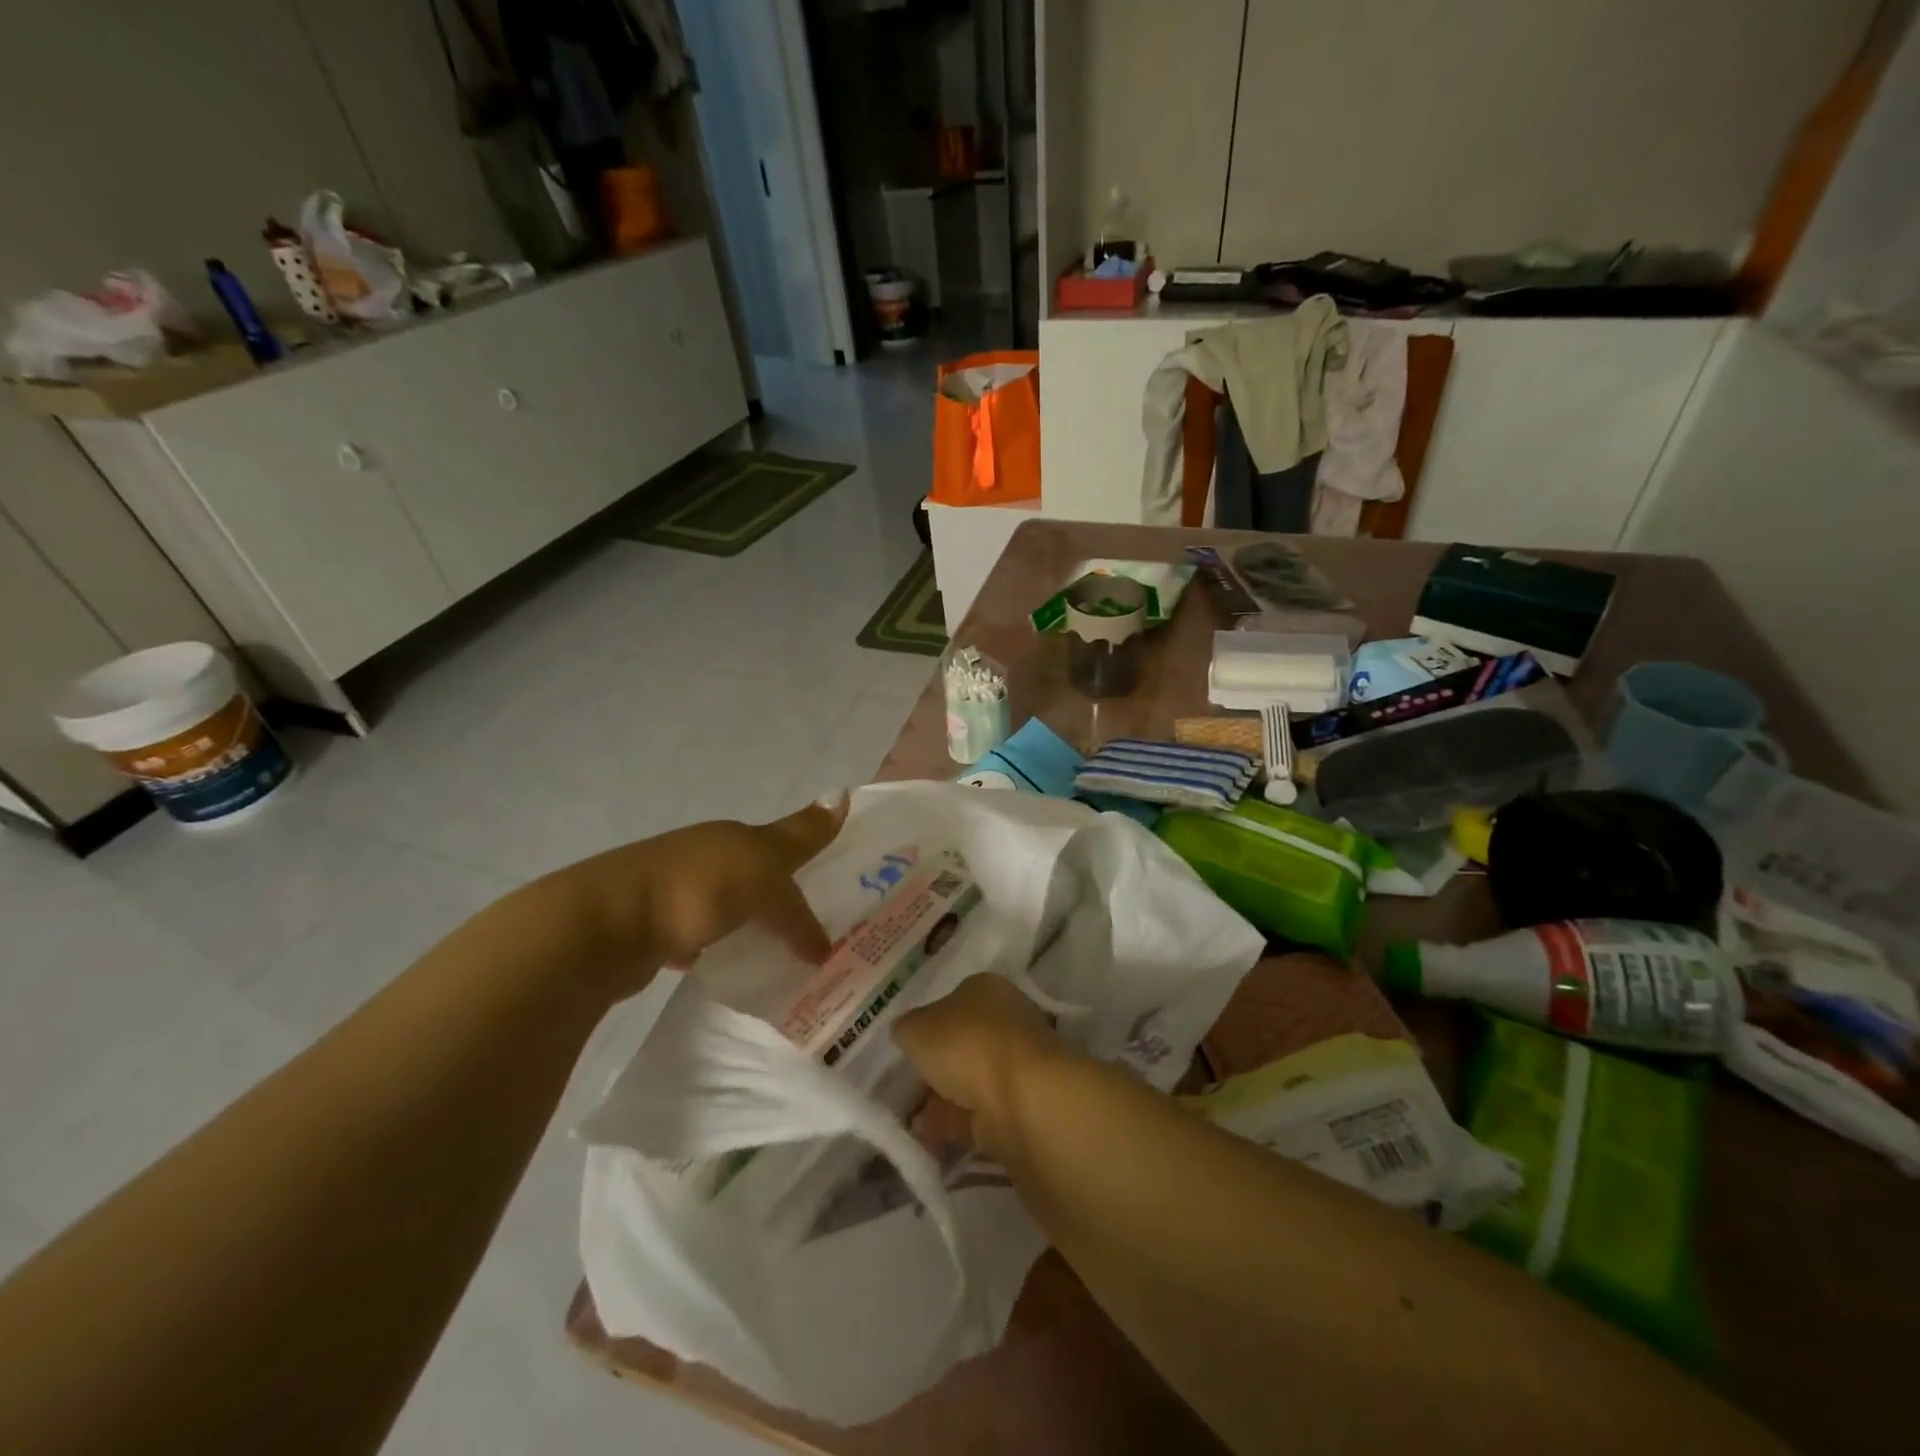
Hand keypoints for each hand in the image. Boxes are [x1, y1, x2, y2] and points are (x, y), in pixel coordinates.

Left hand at [538, 792, 848, 1002]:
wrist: (603, 929)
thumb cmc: (696, 890)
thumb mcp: (762, 864)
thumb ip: (802, 838)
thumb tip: (842, 793)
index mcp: (733, 837)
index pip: (787, 842)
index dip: (813, 854)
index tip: (840, 884)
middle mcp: (705, 855)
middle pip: (755, 872)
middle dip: (781, 893)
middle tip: (815, 929)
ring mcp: (673, 892)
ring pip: (725, 905)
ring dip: (747, 923)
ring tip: (776, 955)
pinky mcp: (650, 930)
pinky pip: (696, 936)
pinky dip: (713, 948)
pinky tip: (721, 967)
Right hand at [893, 974, 1069, 1155]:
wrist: (1021, 1099)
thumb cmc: (967, 1045)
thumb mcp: (916, 1028)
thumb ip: (907, 1028)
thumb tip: (906, 1031)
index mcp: (986, 988)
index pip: (954, 999)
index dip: (929, 1021)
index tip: (908, 1045)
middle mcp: (1006, 1019)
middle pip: (963, 1040)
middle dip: (936, 1064)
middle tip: (906, 1084)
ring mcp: (1017, 1063)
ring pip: (971, 1077)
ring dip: (942, 1097)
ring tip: (910, 1118)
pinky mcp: (1021, 1103)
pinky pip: (978, 1110)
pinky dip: (953, 1122)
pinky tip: (927, 1135)